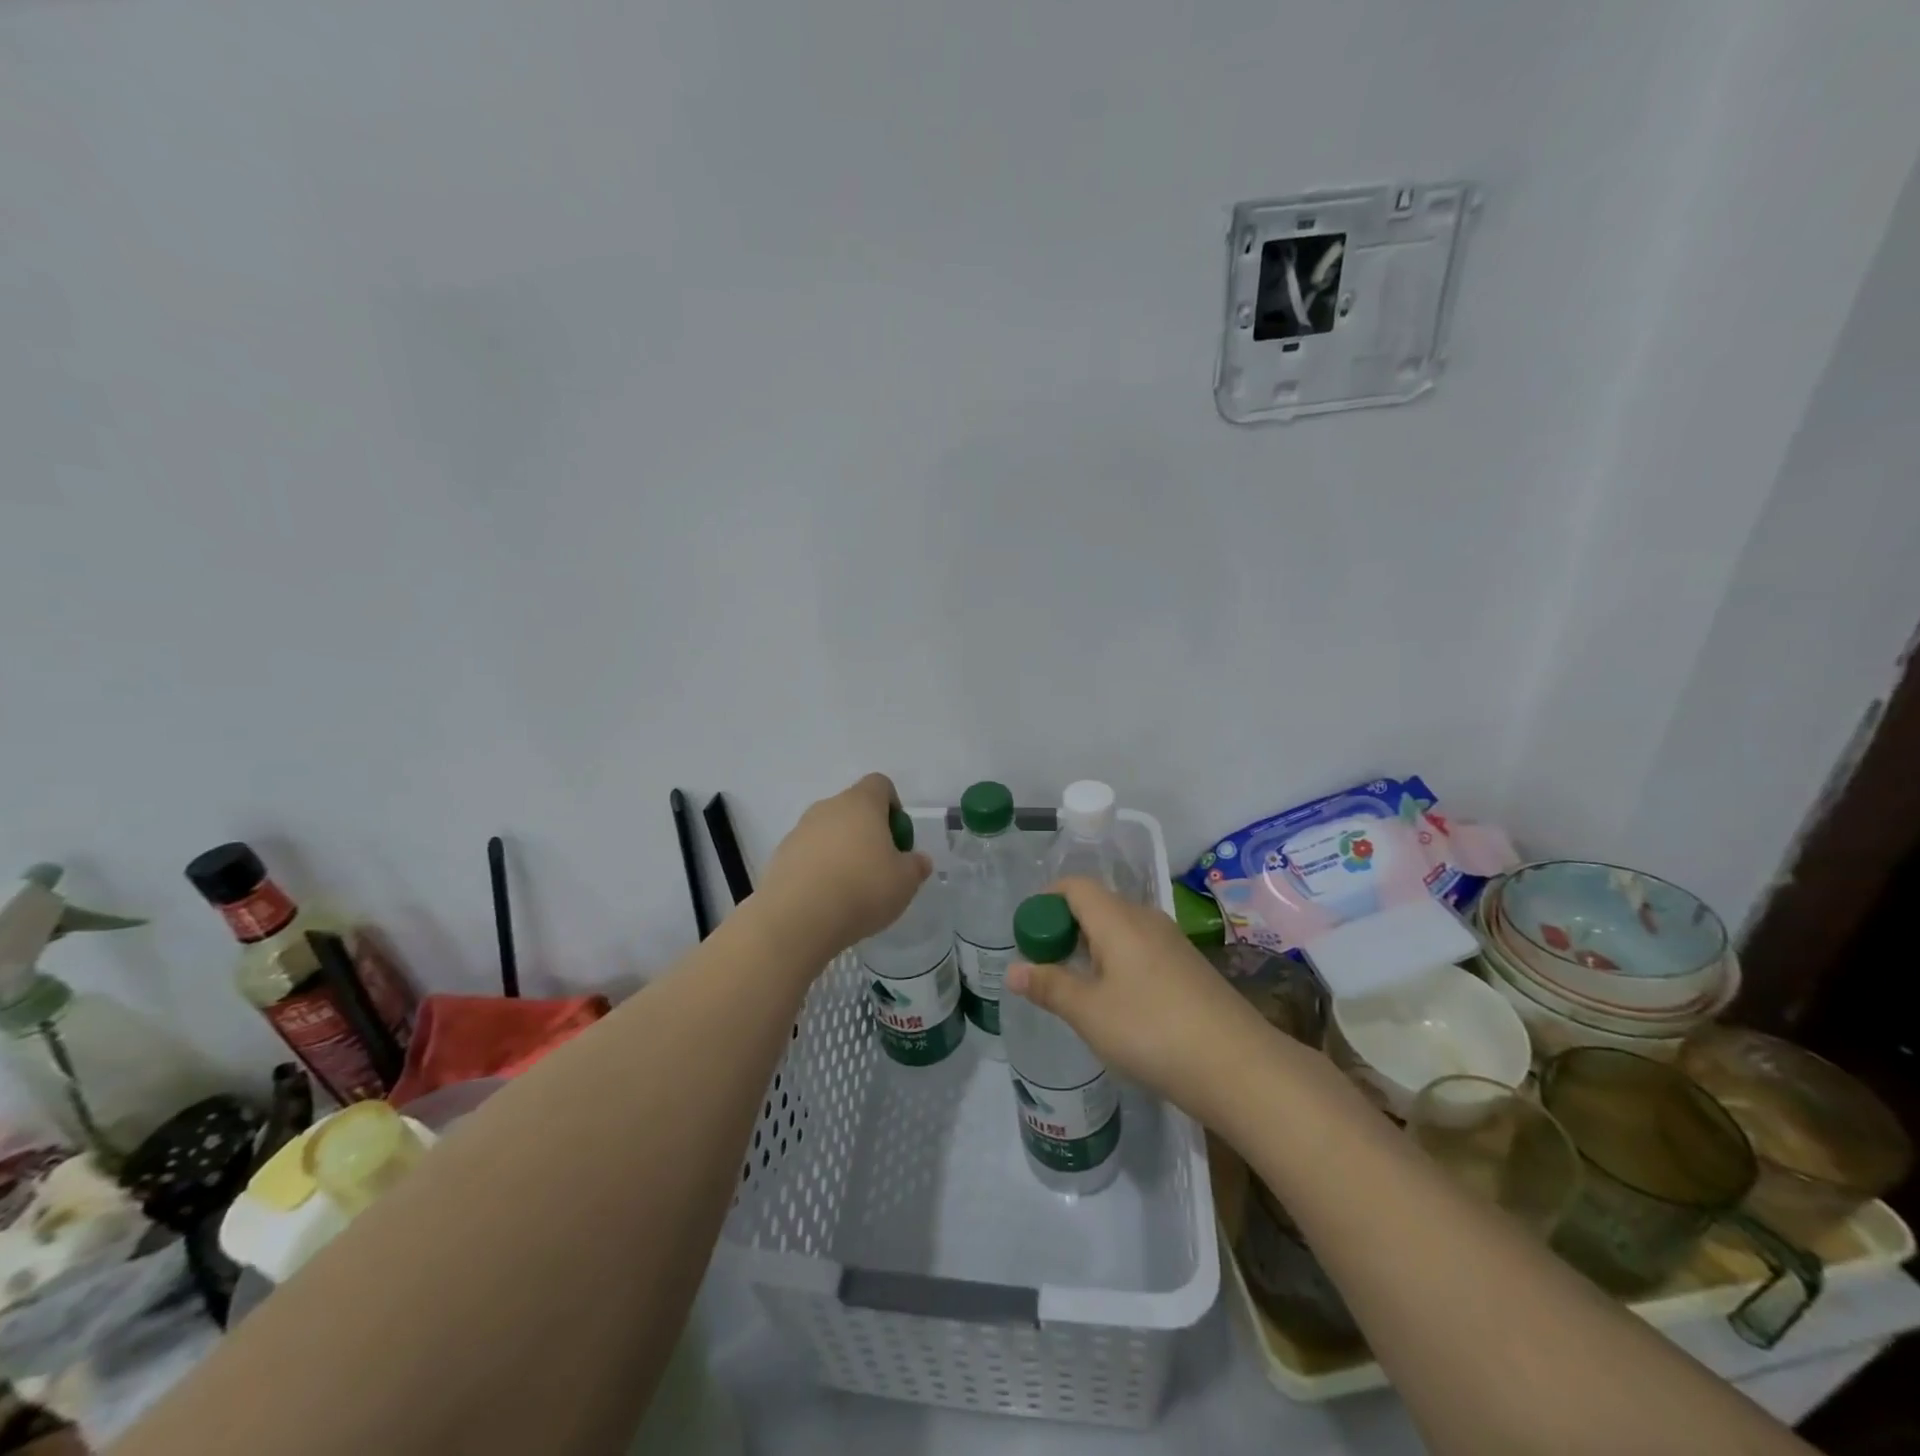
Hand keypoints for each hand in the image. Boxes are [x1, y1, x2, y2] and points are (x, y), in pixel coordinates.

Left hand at [757, 774, 931, 960]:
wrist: (798, 919)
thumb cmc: (862, 889)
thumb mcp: (905, 882)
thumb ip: (916, 866)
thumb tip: (918, 860)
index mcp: (861, 803)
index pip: (880, 784)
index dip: (893, 806)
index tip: (898, 838)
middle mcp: (827, 808)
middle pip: (853, 809)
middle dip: (868, 833)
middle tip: (879, 868)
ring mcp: (800, 830)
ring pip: (829, 832)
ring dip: (842, 851)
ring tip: (851, 890)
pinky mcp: (781, 856)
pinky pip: (808, 854)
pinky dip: (819, 869)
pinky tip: (826, 899)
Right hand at [1004, 878, 1281, 1132]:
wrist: (1238, 1066)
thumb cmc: (1151, 1031)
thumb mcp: (1089, 1012)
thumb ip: (1049, 986)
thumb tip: (1013, 969)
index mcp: (1117, 918)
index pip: (1074, 886)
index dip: (1046, 900)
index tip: (1028, 934)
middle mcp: (1146, 919)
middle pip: (1097, 905)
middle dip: (1066, 927)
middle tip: (1045, 965)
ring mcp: (1172, 942)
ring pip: (1120, 929)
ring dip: (1092, 947)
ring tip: (1076, 987)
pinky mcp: (1189, 967)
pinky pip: (1141, 949)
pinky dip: (1118, 962)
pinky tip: (1117, 1002)